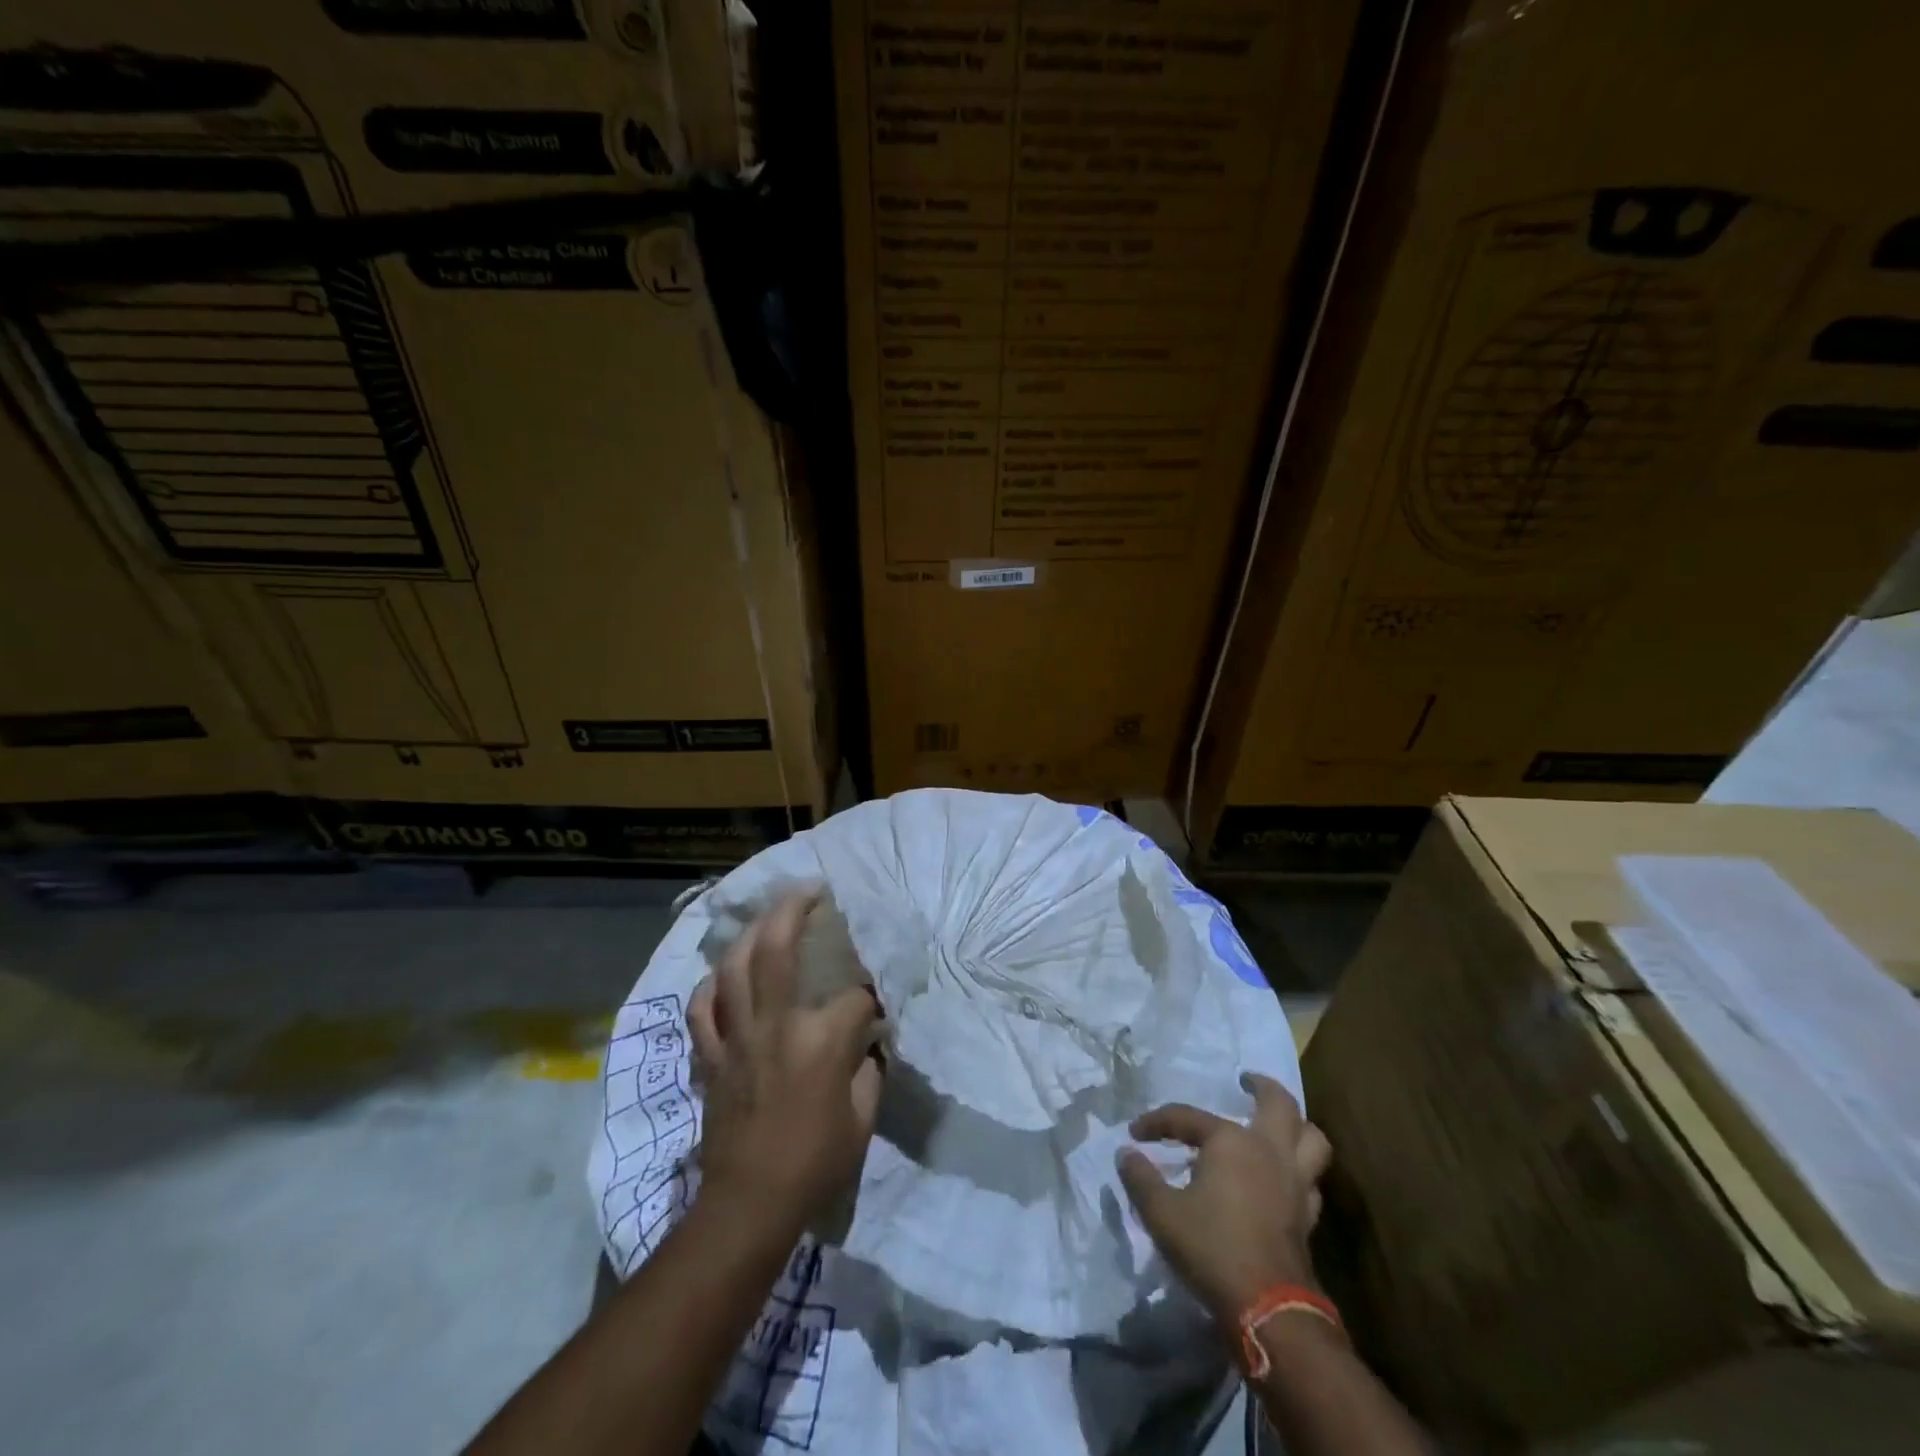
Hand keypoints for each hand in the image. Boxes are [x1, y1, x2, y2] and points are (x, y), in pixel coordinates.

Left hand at [688, 892, 884, 1231]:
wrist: (748, 1205)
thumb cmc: (815, 1163)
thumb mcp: (862, 1118)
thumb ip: (867, 1069)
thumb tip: (867, 1041)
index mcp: (820, 1040)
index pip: (855, 997)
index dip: (870, 998)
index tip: (876, 1006)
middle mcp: (775, 1025)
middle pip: (779, 949)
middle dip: (795, 910)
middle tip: (810, 889)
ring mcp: (736, 1037)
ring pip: (734, 968)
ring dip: (751, 933)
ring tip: (768, 915)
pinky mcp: (711, 1056)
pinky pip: (702, 1009)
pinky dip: (710, 985)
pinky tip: (722, 974)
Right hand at [1117, 1071, 1332, 1322]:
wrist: (1269, 1308)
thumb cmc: (1211, 1248)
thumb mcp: (1161, 1213)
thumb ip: (1140, 1178)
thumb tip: (1125, 1154)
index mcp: (1230, 1141)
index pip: (1186, 1117)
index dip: (1157, 1122)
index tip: (1135, 1134)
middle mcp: (1269, 1150)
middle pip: (1279, 1103)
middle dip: (1262, 1086)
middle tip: (1245, 1081)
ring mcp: (1295, 1182)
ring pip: (1312, 1139)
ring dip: (1297, 1125)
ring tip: (1278, 1123)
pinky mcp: (1308, 1215)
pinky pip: (1311, 1179)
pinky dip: (1300, 1170)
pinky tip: (1284, 1177)